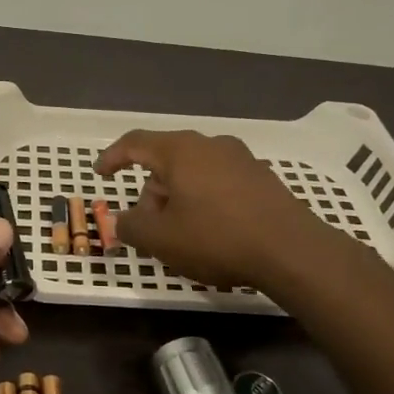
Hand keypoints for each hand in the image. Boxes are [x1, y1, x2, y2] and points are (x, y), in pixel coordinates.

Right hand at [96, 130, 323, 288]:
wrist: (292, 251)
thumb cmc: (217, 238)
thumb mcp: (161, 239)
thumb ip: (131, 226)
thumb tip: (121, 220)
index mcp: (181, 151)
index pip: (135, 143)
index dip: (112, 157)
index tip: (100, 174)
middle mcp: (210, 145)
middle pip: (166, 161)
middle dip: (150, 193)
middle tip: (148, 227)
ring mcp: (241, 159)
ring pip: (193, 172)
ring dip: (178, 198)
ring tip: (181, 235)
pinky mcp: (262, 178)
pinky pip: (218, 182)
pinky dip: (204, 200)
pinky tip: (211, 231)